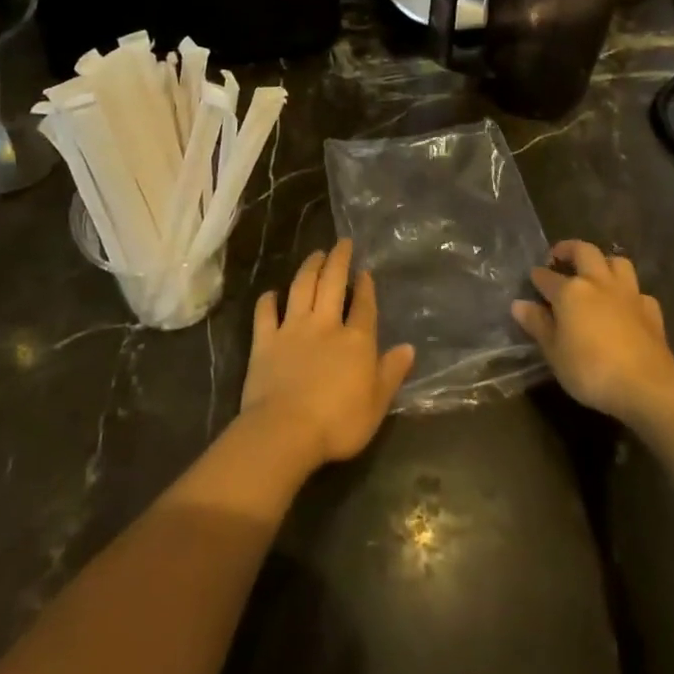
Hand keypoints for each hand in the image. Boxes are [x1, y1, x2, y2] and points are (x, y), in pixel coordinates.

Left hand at [238, 240, 415, 469]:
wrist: (286, 430)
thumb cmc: (338, 422)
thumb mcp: (377, 403)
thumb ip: (392, 373)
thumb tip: (409, 347)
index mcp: (355, 340)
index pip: (363, 306)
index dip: (365, 287)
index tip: (364, 271)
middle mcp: (325, 325)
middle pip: (331, 284)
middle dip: (338, 261)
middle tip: (341, 243)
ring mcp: (292, 330)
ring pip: (301, 289)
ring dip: (308, 268)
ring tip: (314, 254)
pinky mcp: (264, 342)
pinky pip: (265, 314)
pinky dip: (267, 301)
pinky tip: (271, 293)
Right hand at [511, 240, 673, 425]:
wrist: (647, 386)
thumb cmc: (591, 371)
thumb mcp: (554, 353)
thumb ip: (538, 325)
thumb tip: (519, 304)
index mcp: (570, 291)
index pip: (547, 277)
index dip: (537, 276)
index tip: (532, 278)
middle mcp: (598, 283)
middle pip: (584, 251)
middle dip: (569, 249)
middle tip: (559, 257)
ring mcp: (628, 294)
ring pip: (617, 262)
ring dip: (604, 263)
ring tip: (596, 274)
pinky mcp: (651, 310)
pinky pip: (639, 292)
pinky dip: (630, 294)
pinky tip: (626, 307)